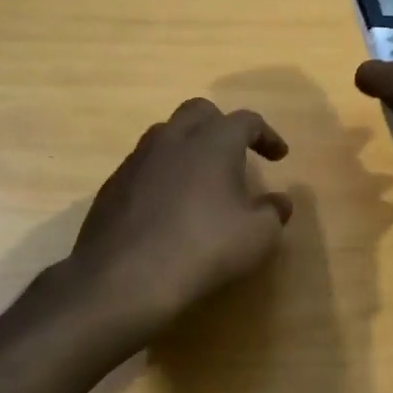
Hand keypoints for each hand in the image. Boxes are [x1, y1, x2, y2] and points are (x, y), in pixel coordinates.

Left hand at [62, 98, 292, 345]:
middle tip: (235, 153)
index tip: (279, 156)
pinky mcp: (112, 184)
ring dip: (188, 146)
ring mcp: (138, 159)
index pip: (247, 121)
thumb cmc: (202, 249)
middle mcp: (174, 138)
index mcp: (214, 141)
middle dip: (221, 125)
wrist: (122, 280)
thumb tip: (280, 201)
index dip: (267, 135)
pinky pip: (144, 165)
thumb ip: (274, 212)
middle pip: (199, 112)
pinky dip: (163, 173)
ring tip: (201, 177)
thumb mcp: (257, 237)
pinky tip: (168, 204)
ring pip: (167, 134)